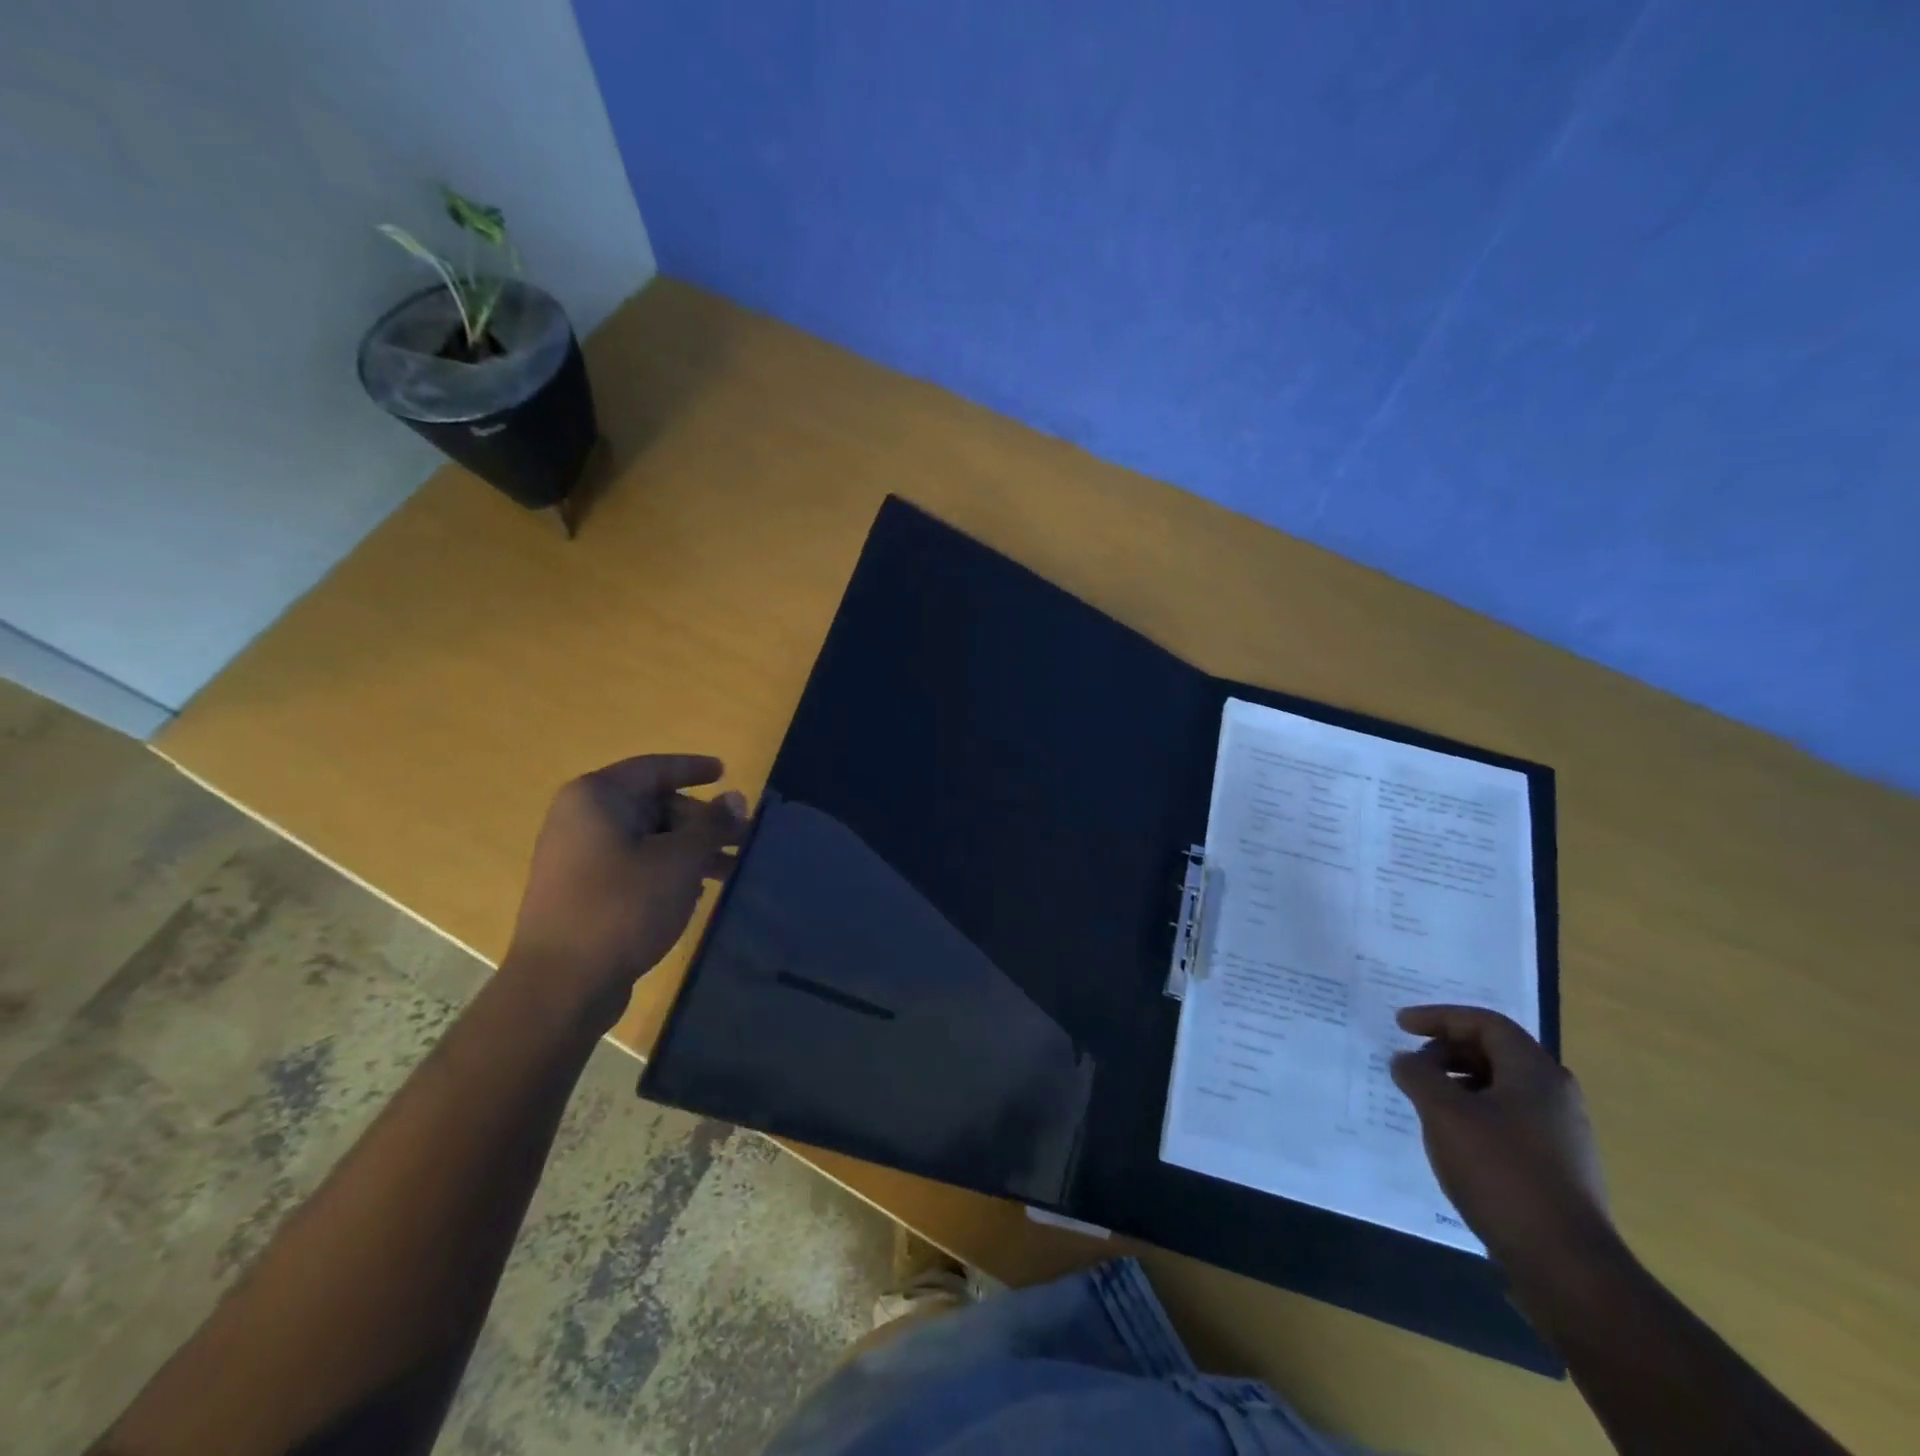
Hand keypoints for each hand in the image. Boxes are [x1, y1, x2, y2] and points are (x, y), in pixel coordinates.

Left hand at [504, 754, 745, 1029]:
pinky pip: (634, 865)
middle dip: (701, 820)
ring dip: (691, 849)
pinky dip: (668, 871)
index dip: (694, 768)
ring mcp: (578, 856)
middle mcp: (582, 818)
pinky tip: (697, 892)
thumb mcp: (679, 860)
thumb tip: (736, 797)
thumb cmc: (623, 907)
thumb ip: (711, 824)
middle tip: (743, 836)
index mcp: (597, 797)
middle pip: (654, 804)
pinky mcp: (583, 891)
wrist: (561, 986)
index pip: (655, 768)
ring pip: (648, 838)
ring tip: (732, 868)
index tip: (726, 773)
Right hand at [1390, 1005, 1613, 1274]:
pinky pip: (1510, 1118)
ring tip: (1427, 1101)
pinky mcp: (1559, 1167)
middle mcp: (1556, 1095)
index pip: (1484, 1023)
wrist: (1566, 1265)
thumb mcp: (1443, 1113)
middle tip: (1412, 1064)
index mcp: (1535, 1072)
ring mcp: (1562, 1133)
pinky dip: (1475, 1112)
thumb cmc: (1501, 1172)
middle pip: (1495, 1051)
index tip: (1400, 1025)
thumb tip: (1406, 1060)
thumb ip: (1417, 1075)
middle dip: (1447, 1050)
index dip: (1438, 1017)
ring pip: (1503, 1087)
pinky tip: (1454, 1138)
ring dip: (1459, 1082)